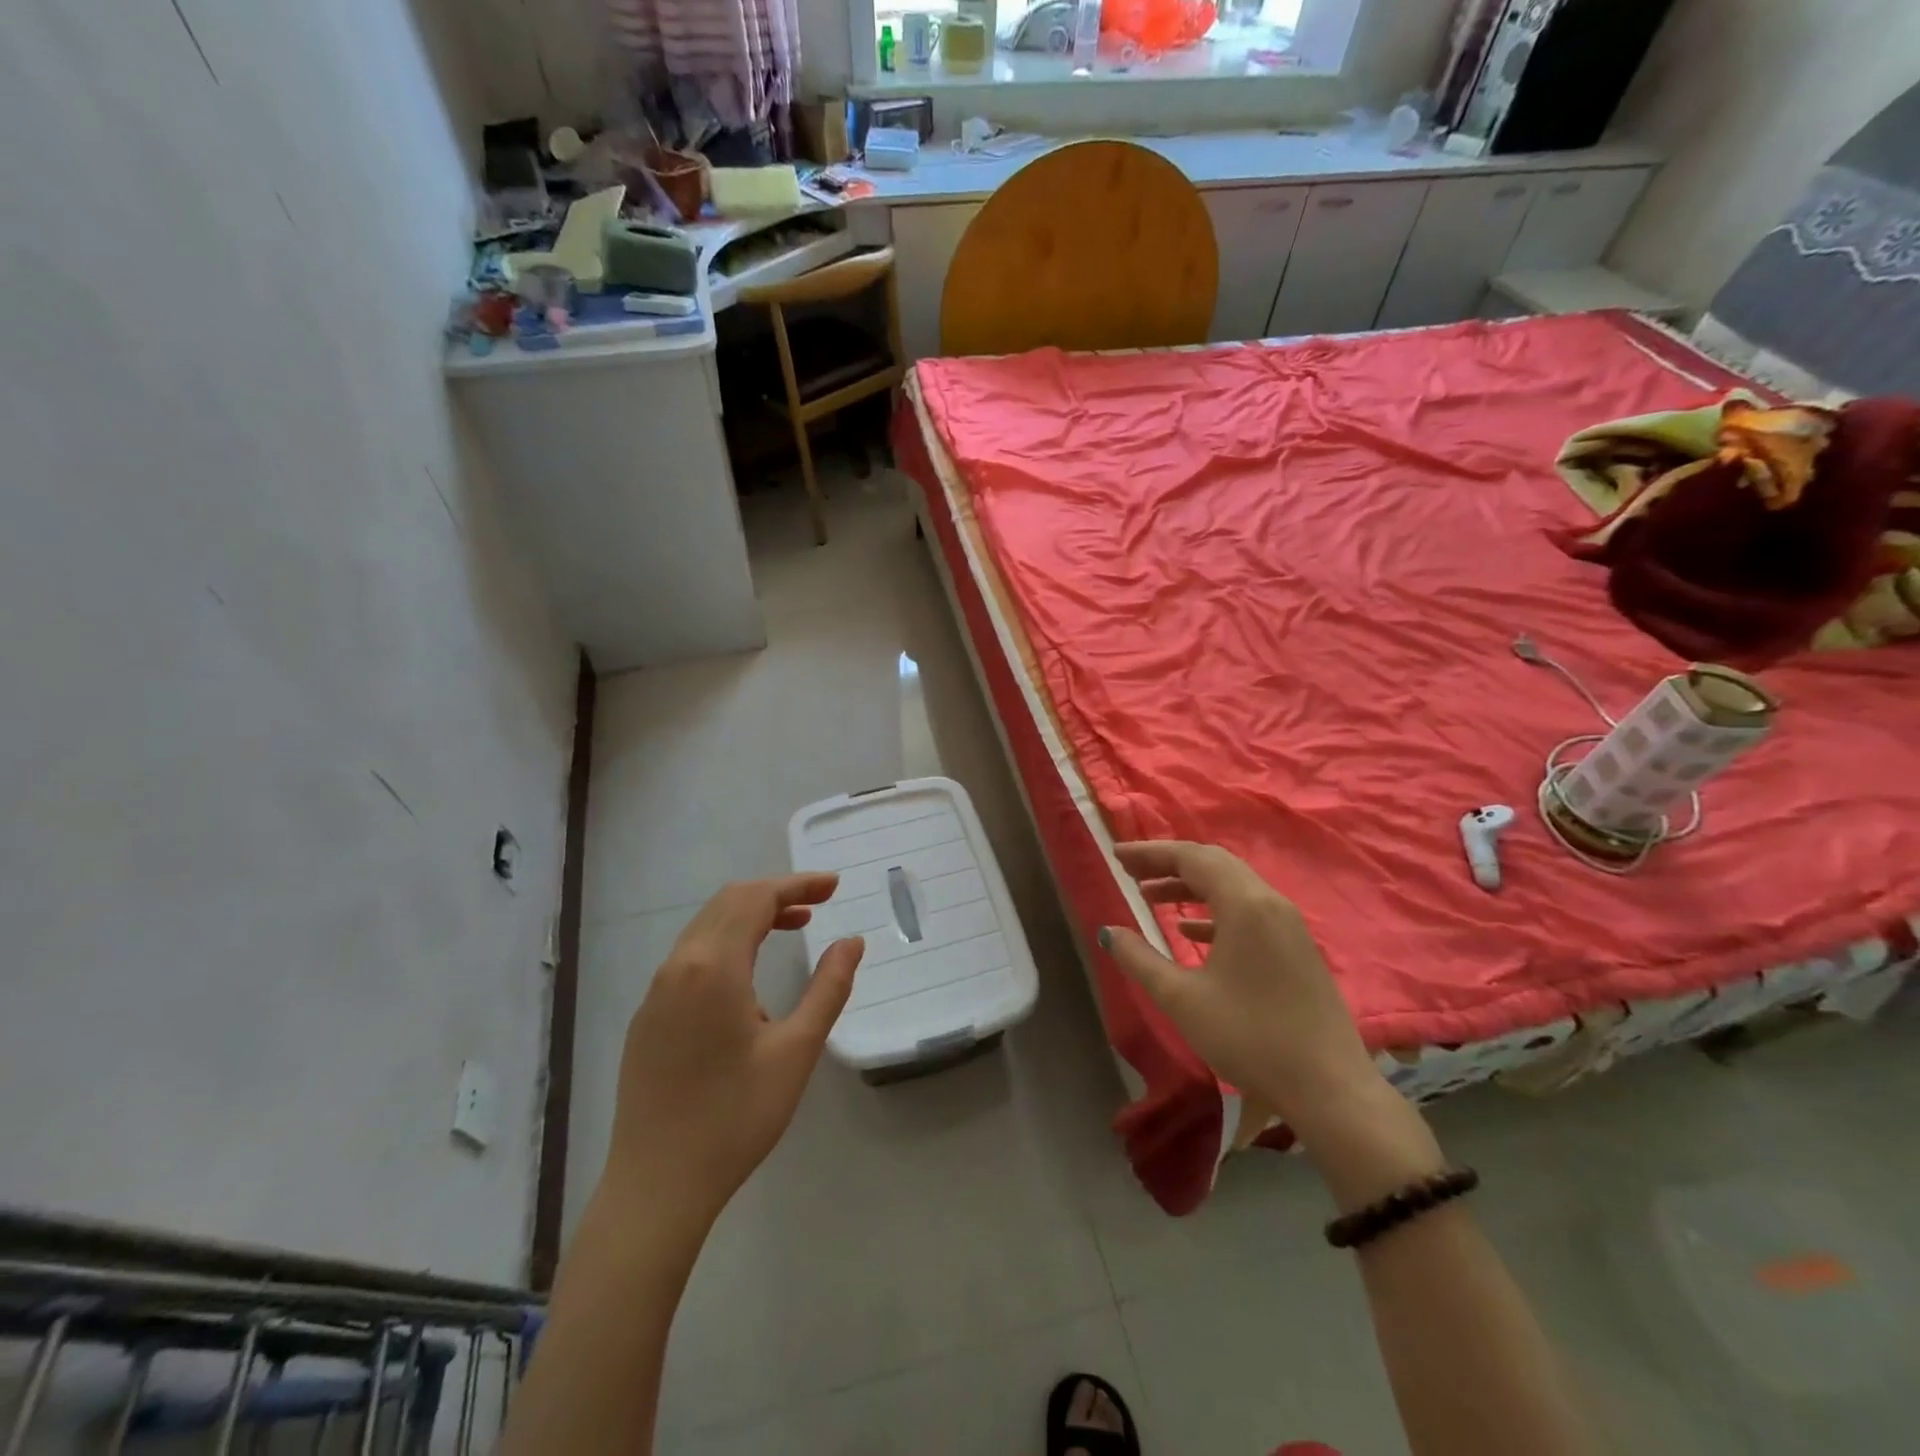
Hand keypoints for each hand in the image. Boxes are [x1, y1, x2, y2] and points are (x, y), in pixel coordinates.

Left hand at [599, 873, 863, 1239]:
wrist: (656, 1187)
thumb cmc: (735, 1118)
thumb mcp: (796, 1050)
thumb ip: (828, 988)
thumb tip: (851, 942)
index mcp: (712, 967)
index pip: (756, 898)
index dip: (797, 884)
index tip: (834, 886)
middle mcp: (677, 966)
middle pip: (728, 903)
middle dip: (775, 893)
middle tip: (819, 901)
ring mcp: (656, 991)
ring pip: (706, 927)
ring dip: (751, 916)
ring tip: (794, 927)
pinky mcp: (648, 1017)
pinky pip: (690, 956)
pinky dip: (727, 942)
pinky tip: (750, 975)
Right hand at [1100, 841, 1387, 1141]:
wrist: (1329, 1089)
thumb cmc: (1249, 1037)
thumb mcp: (1182, 999)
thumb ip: (1140, 959)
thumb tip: (1108, 931)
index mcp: (1245, 904)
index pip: (1191, 858)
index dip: (1150, 853)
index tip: (1116, 855)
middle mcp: (1270, 903)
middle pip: (1214, 864)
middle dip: (1169, 864)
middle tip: (1131, 872)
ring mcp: (1288, 925)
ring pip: (1232, 887)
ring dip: (1190, 887)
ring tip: (1151, 897)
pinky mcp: (1296, 949)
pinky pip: (1249, 911)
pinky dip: (1214, 911)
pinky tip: (1189, 932)